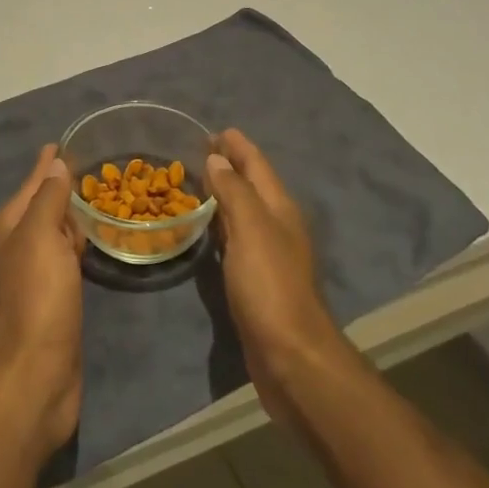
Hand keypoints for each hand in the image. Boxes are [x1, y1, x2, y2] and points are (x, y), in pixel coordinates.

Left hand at [0, 144, 84, 457]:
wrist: (36, 375)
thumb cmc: (37, 297)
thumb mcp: (40, 237)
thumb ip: (48, 198)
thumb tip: (56, 164)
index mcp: (8, 227)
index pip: (33, 183)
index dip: (48, 164)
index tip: (63, 141)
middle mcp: (15, 247)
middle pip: (42, 206)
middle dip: (61, 187)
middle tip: (90, 168)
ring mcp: (31, 275)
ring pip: (54, 234)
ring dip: (70, 218)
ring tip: (94, 199)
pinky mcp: (50, 300)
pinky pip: (64, 259)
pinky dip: (76, 247)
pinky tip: (90, 242)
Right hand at [204, 128, 348, 423]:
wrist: (291, 357)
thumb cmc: (269, 285)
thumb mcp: (251, 228)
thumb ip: (234, 191)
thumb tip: (217, 159)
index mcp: (279, 207)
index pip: (257, 164)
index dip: (237, 145)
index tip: (214, 130)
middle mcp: (277, 225)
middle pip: (252, 184)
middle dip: (229, 165)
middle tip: (199, 151)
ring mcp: (268, 254)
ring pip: (244, 211)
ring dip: (224, 193)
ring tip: (197, 181)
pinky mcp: (257, 280)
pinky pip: (236, 238)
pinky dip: (221, 224)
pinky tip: (207, 228)